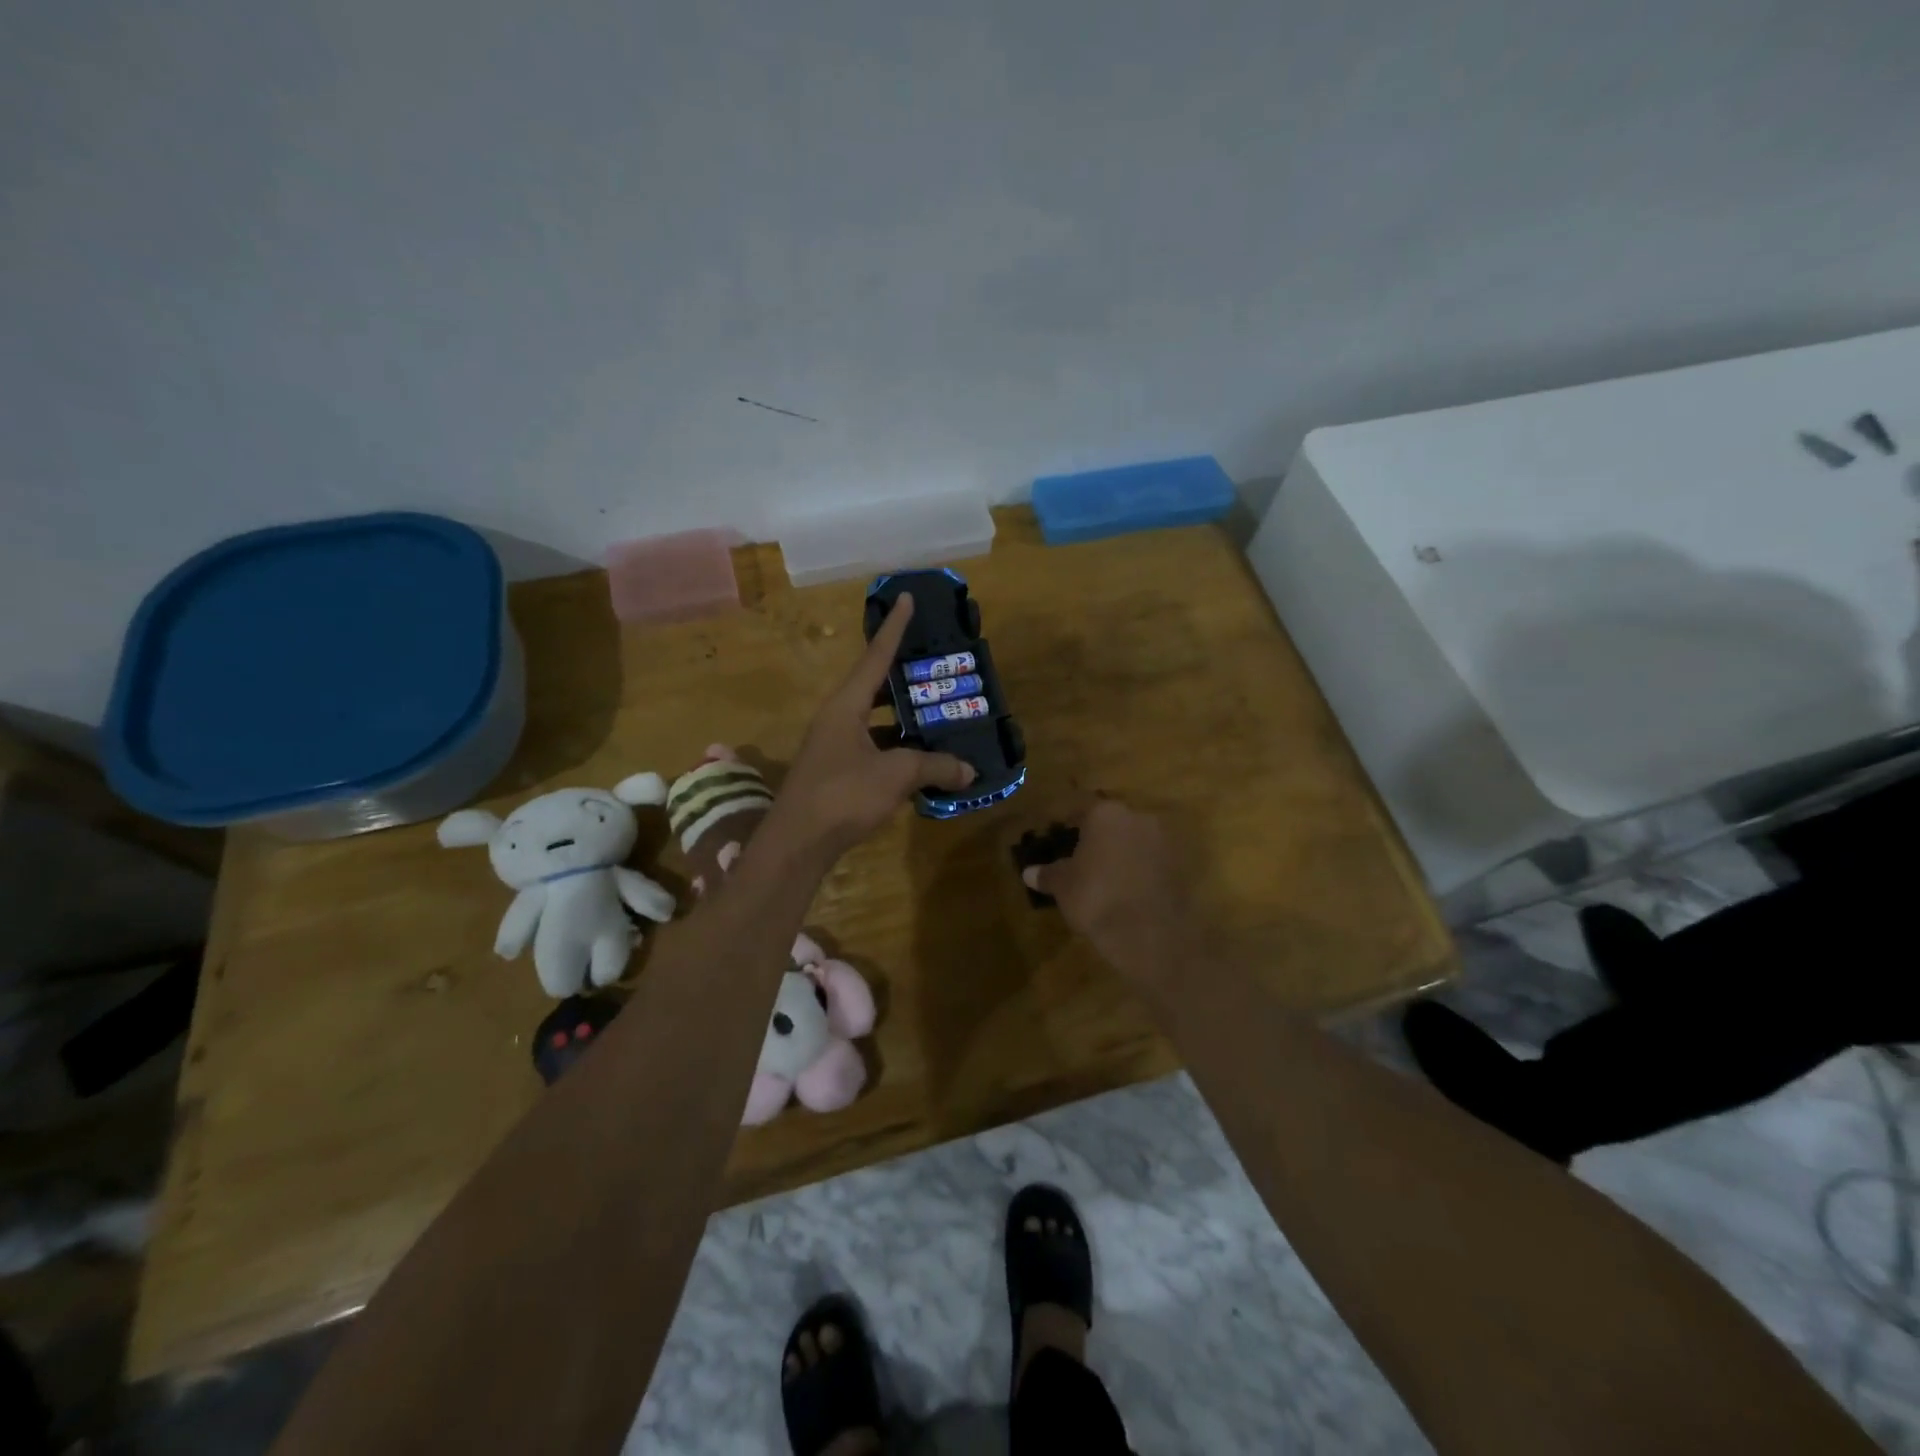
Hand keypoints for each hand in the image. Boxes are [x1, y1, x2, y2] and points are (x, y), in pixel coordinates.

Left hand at [765, 594, 974, 859]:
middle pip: (874, 687)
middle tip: (935, 667)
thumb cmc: (843, 795)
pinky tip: (921, 761)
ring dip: (903, 719)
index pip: (875, 656)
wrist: (797, 844)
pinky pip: (872, 748)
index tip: (906, 598)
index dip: (894, 628)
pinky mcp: (836, 773)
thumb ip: (934, 766)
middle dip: (904, 677)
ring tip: (936, 714)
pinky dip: (896, 749)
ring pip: (874, 721)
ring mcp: (834, 746)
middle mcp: (837, 718)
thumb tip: (969, 770)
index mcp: (846, 705)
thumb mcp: (896, 775)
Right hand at [1021, 800, 1194, 978]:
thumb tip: (1028, 872)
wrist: (1150, 933)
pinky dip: (1137, 869)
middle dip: (1096, 836)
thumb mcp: (1063, 886)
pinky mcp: (1178, 866)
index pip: (1080, 808)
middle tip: (1078, 856)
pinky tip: (1125, 889)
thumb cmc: (1096, 897)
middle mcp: (1137, 817)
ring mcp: (1162, 841)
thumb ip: (1047, 874)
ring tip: (1102, 875)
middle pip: (1110, 821)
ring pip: (1133, 840)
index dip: (1066, 822)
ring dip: (1119, 852)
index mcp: (1105, 813)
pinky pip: (1149, 861)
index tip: (1056, 834)